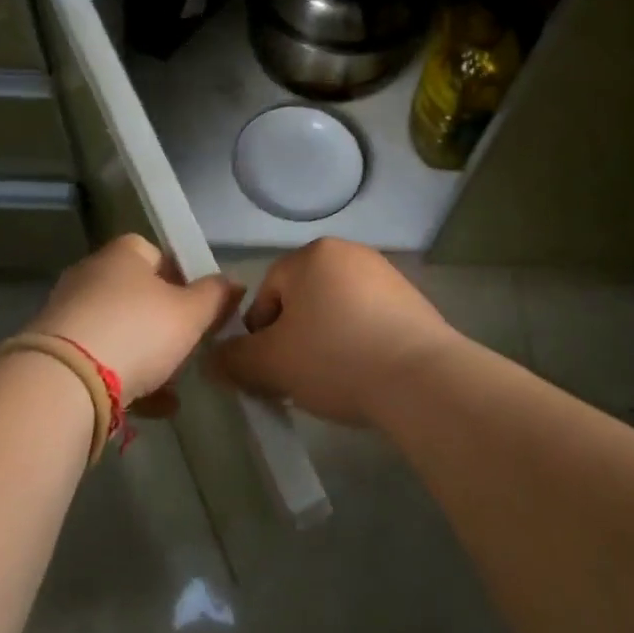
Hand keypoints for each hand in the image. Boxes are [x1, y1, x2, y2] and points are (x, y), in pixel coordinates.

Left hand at [27, 234, 242, 404]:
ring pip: (118, 330)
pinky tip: (152, 408)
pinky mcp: (54, 352)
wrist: (64, 382)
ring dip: (146, 356)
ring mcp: (68, 313)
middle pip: (137, 294)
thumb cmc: (137, 331)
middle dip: (164, 323)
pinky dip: (125, 379)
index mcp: (123, 254)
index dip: (182, 279)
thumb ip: (215, 296)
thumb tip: (233, 282)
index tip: (199, 309)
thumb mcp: (190, 314)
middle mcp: (91, 274)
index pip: (157, 254)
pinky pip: (99, 360)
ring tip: (172, 387)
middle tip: (187, 349)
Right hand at [216, 239, 463, 427]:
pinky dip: (360, 342)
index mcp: (311, 256)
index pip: (267, 292)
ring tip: (334, 379)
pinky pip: (370, 319)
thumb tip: (212, 359)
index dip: (260, 335)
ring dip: (327, 340)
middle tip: (298, 377)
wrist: (421, 378)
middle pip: (303, 299)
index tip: (270, 370)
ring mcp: (385, 274)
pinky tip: (366, 372)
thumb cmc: (336, 358)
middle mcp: (348, 253)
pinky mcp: (413, 300)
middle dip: (294, 337)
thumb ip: (235, 359)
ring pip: (336, 309)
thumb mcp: (272, 364)